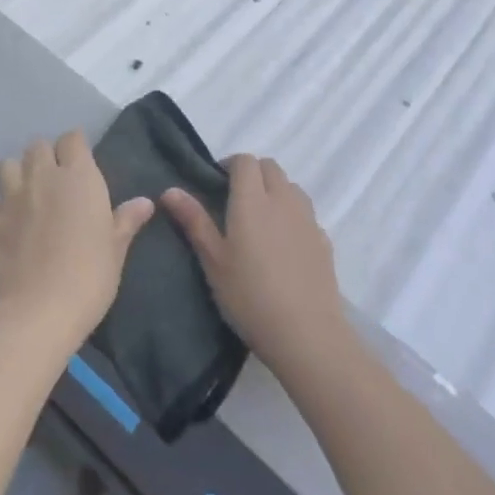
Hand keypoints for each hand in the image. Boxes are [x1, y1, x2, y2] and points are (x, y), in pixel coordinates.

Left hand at [0, 132, 153, 354]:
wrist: (42, 309)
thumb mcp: (116, 248)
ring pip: (6, 165)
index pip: (72, 139)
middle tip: (56, 181)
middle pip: (37, 146)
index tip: (82, 162)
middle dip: (46, 156)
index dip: (76, 146)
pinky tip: (6, 226)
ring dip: (16, 175)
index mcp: (78, 177)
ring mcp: (11, 198)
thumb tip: (145, 202)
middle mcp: (42, 177)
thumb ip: (126, 220)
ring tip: (27, 195)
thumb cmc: (90, 275)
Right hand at [163, 156, 348, 374]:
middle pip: (271, 167)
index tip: (218, 184)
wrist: (306, 333)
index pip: (246, 161)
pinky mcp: (324, 241)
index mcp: (252, 200)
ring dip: (275, 191)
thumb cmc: (249, 295)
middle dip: (253, 174)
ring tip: (261, 220)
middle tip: (235, 201)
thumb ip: (194, 221)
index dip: (231, 165)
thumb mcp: (213, 260)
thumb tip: (170, 190)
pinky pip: (306, 214)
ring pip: (291, 187)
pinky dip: (293, 216)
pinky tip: (284, 246)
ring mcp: (308, 219)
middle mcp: (283, 200)